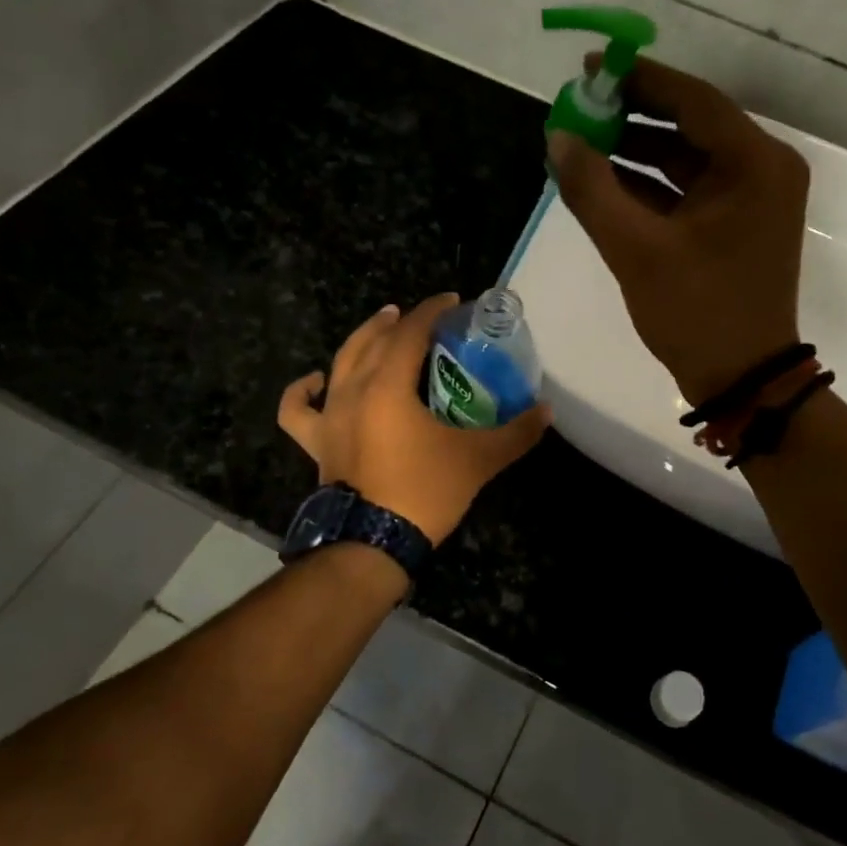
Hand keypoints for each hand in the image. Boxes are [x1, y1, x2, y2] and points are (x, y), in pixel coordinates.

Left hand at [278, 295, 551, 545]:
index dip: (432, 310)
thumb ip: (516, 433)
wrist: (371, 544)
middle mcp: (353, 390)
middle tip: (422, 315)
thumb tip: (547, 411)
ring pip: (341, 362)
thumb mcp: (478, 460)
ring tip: (380, 327)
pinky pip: (299, 410)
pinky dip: (304, 391)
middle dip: (399, 320)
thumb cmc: (423, 492)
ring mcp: (330, 416)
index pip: (410, 332)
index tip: (453, 301)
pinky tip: (318, 380)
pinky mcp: (317, 442)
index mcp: (389, 386)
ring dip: (362, 339)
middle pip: (374, 339)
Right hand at [546, 56, 808, 405]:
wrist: (742, 379)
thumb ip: (592, 189)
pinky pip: (688, 188)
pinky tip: (602, 180)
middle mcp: (762, 170)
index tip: (591, 66)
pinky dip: (649, 184)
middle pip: (690, 124)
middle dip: (631, 115)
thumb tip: (557, 137)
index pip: (692, 100)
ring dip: (635, 150)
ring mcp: (752, 198)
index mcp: (754, 164)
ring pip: (686, 157)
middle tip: (579, 106)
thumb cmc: (697, 312)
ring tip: (580, 141)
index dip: (639, 79)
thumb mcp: (636, 250)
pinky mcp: (737, 222)